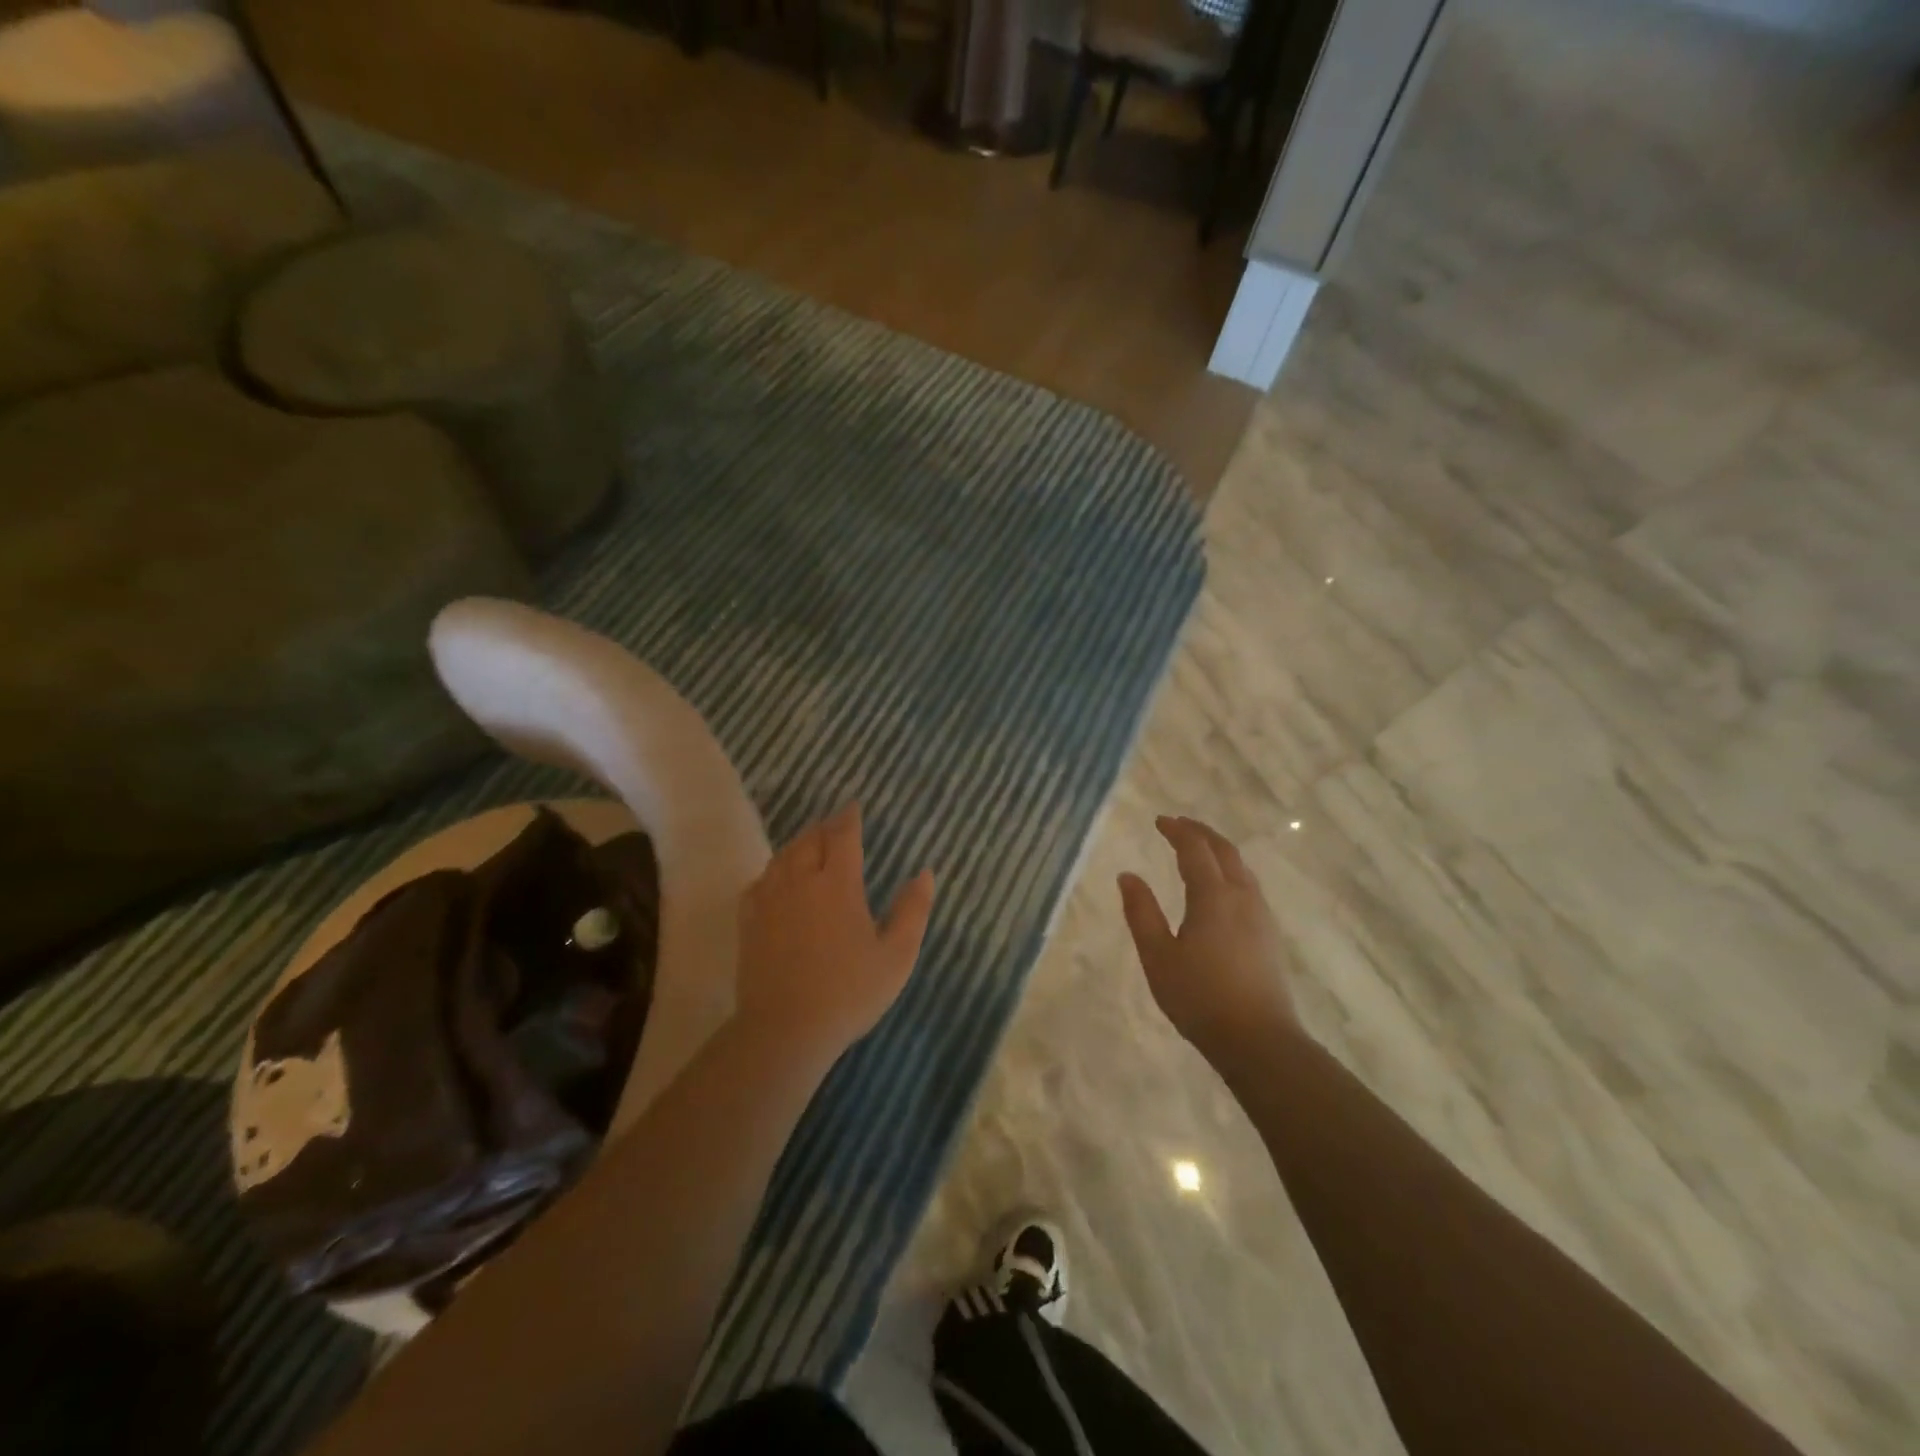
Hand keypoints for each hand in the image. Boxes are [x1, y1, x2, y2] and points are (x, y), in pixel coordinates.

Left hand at [736, 803, 935, 1057]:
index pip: (843, 836)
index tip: (854, 806)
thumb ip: (913, 911)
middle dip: (824, 826)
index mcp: (838, 884)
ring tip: (809, 843)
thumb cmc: (849, 992)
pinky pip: (760, 881)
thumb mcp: (896, 956)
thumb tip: (924, 873)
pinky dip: (773, 870)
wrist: (785, 1029)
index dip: (849, 817)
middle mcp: (801, 881)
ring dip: (799, 843)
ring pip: (783, 856)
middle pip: (810, 839)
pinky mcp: (749, 921)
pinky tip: (776, 878)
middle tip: (835, 823)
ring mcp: (770, 900)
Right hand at [1119, 815, 1299, 1060]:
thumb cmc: (1199, 997)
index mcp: (1213, 896)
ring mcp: (1261, 916)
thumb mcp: (1158, 956)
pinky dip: (1231, 871)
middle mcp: (1242, 897)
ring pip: (1241, 868)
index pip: (1195, 850)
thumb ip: (1141, 913)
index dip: (1177, 831)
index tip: (1160, 821)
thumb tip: (1127, 876)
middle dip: (1201, 833)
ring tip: (1199, 850)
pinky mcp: (1269, 935)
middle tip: (1179, 825)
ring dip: (1219, 851)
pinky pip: (1249, 886)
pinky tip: (1221, 888)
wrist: (1258, 1040)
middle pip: (1224, 851)